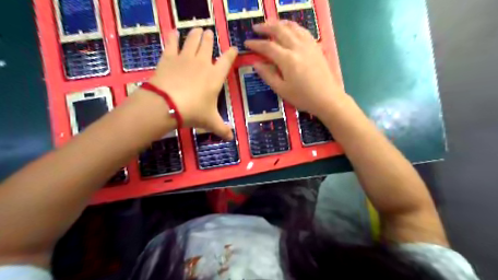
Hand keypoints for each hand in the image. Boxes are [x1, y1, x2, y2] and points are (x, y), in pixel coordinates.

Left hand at [147, 29, 236, 140]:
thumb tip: (232, 138)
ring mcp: (185, 58)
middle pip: (208, 44)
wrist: (167, 105)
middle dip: (210, 38)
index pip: (227, 60)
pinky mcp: (169, 57)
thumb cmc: (193, 112)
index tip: (233, 48)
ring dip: (196, 34)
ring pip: (193, 40)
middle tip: (209, 33)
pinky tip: (174, 32)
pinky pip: (172, 43)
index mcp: (215, 76)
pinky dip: (173, 36)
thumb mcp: (210, 122)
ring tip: (198, 29)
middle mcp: (203, 63)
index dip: (231, 53)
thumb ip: (222, 129)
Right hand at [245, 19, 347, 118]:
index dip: (256, 44)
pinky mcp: (316, 46)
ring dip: (279, 23)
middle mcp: (297, 47)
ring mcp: (308, 45)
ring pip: (292, 27)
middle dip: (265, 27)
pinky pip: (302, 30)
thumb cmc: (303, 97)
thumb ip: (268, 75)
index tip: (247, 43)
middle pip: (279, 30)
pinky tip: (289, 29)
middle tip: (256, 28)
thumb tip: (256, 64)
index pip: (267, 46)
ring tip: (270, 24)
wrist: (327, 98)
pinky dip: (293, 26)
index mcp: (287, 59)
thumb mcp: (282, 90)